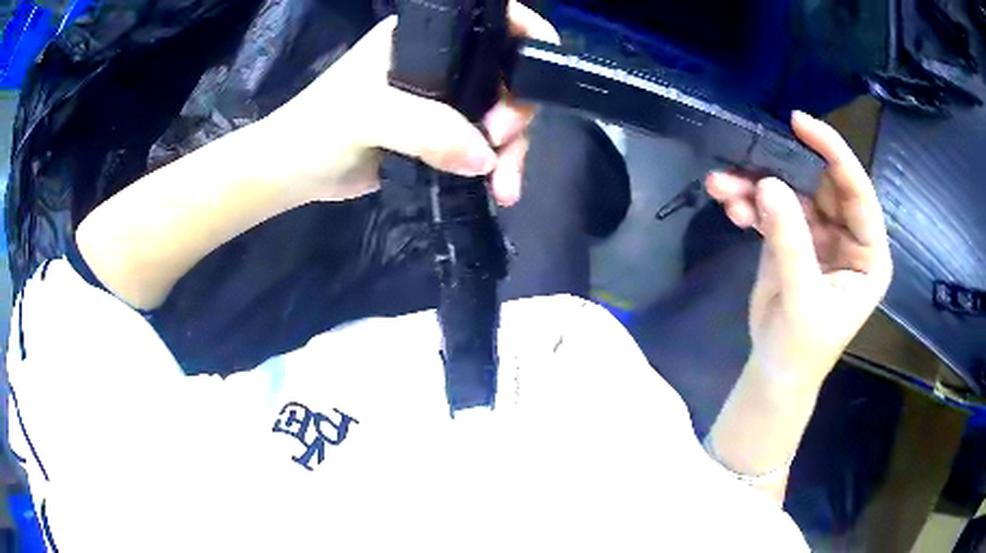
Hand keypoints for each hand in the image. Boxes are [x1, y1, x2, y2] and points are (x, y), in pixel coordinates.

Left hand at [258, 2, 559, 206]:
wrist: (295, 173)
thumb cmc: (319, 129)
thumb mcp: (367, 117)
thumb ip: (426, 129)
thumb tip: (486, 158)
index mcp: (426, 37)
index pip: (492, 22)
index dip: (526, 37)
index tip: (538, 78)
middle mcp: (442, 61)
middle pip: (505, 76)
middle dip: (516, 114)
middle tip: (500, 148)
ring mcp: (443, 98)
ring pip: (499, 116)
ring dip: (510, 152)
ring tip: (505, 188)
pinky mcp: (440, 134)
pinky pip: (483, 145)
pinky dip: (495, 167)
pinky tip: (499, 190)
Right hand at [705, 112, 893, 388]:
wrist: (775, 372)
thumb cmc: (801, 348)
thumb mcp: (802, 298)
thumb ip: (790, 242)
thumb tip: (767, 183)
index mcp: (869, 253)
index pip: (857, 192)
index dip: (832, 153)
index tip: (800, 123)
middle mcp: (848, 236)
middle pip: (819, 185)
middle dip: (782, 169)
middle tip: (747, 153)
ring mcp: (819, 236)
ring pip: (790, 194)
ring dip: (755, 186)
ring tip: (721, 185)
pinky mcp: (793, 239)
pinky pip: (772, 210)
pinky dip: (749, 205)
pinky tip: (728, 205)